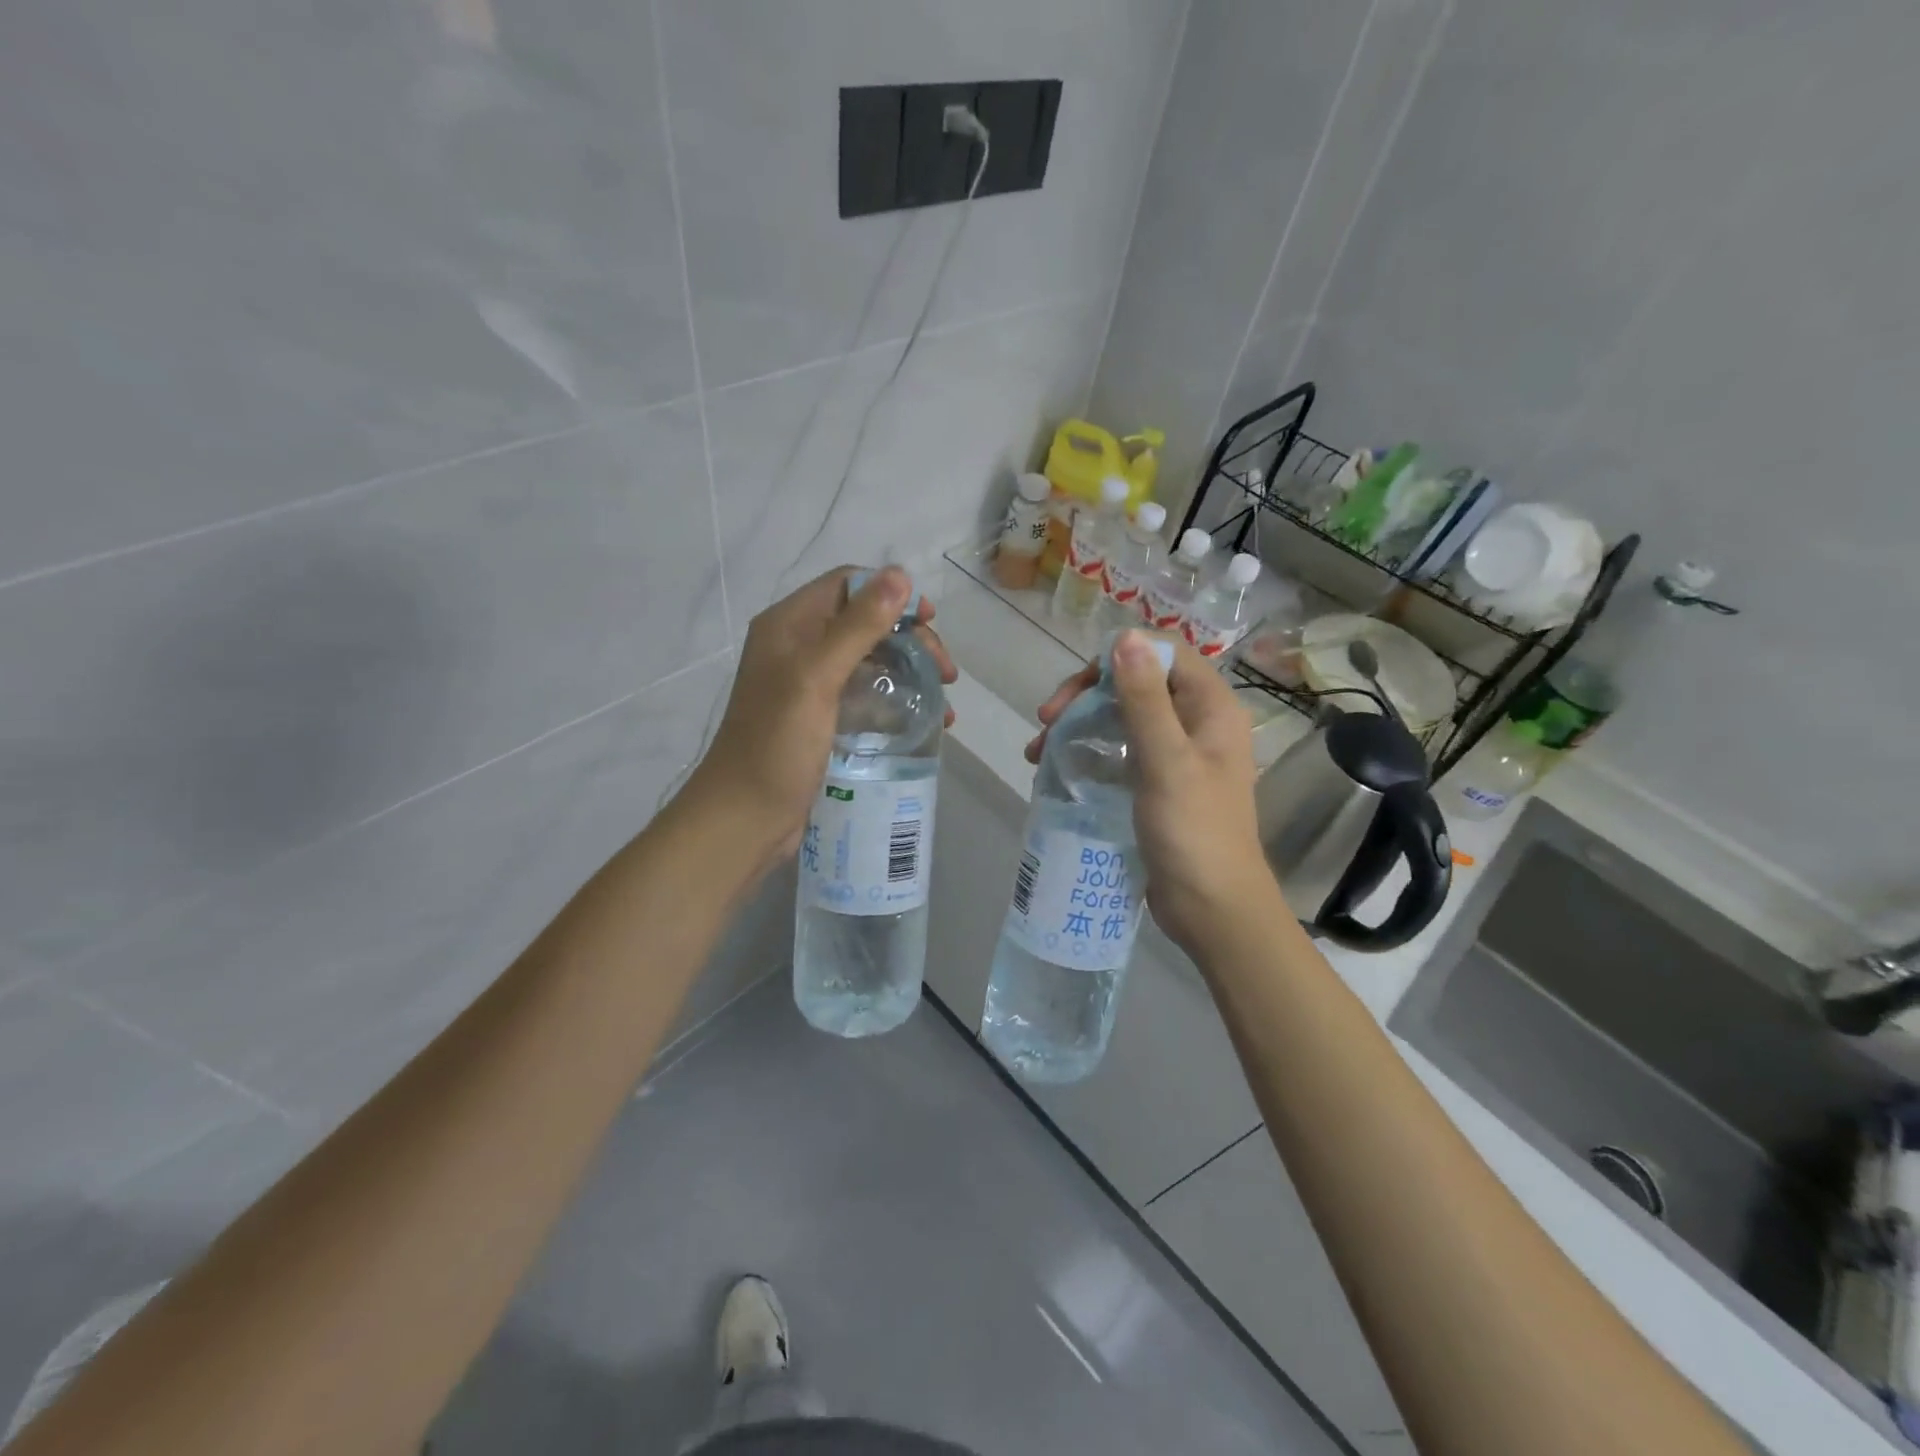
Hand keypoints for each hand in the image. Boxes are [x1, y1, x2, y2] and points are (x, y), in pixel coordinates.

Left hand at [683, 566, 956, 870]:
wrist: (746, 817)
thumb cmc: (776, 744)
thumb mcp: (817, 677)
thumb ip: (857, 626)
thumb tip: (900, 574)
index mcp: (789, 626)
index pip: (847, 586)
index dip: (891, 595)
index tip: (930, 622)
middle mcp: (798, 648)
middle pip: (866, 623)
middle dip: (910, 641)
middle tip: (946, 673)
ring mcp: (810, 686)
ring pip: (872, 662)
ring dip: (911, 673)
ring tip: (944, 704)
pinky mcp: (822, 720)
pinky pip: (867, 696)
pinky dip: (898, 702)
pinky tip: (925, 722)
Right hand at [1029, 631, 1274, 955]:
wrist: (1213, 910)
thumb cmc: (1193, 832)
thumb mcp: (1166, 760)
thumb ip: (1145, 699)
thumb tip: (1127, 636)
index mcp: (1211, 707)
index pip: (1162, 654)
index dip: (1116, 659)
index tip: (1076, 690)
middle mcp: (1198, 722)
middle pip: (1138, 683)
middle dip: (1087, 696)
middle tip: (1046, 720)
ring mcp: (1179, 755)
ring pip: (1123, 717)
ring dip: (1081, 725)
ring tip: (1038, 752)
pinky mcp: (1160, 783)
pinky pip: (1121, 751)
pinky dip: (1089, 753)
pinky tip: (1058, 769)